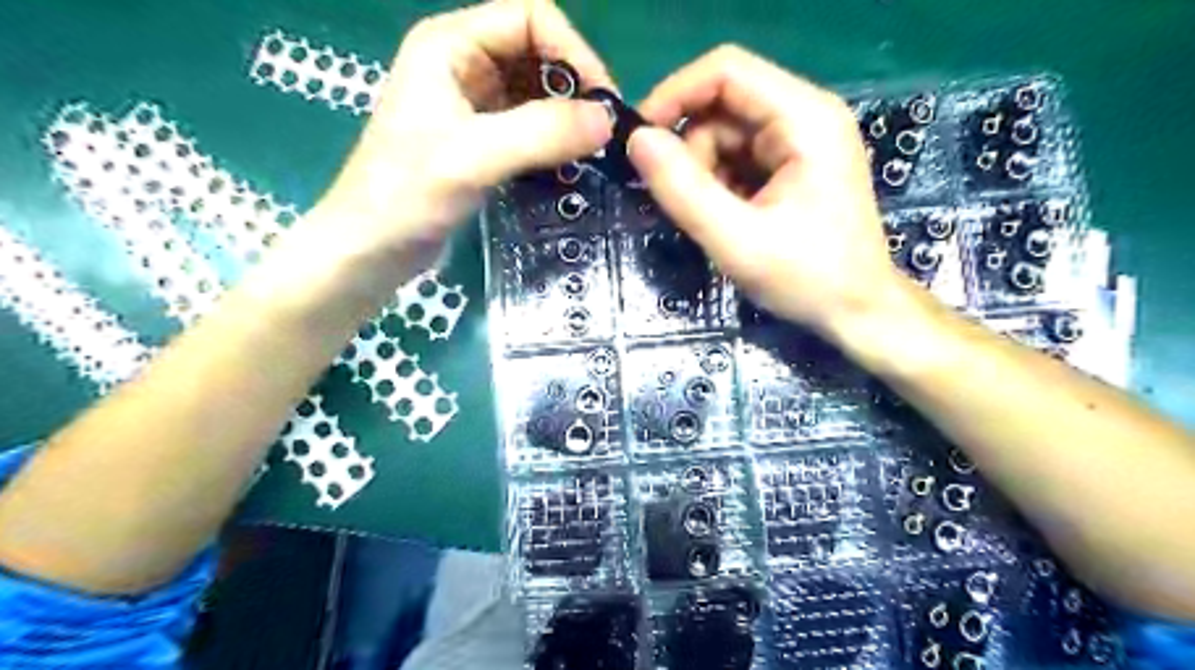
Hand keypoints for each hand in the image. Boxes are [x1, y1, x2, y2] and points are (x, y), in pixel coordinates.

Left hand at [307, 0, 608, 281]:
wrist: (371, 250)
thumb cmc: (407, 195)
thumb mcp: (474, 157)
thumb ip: (542, 134)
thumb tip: (608, 120)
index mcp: (451, 45)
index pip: (529, 18)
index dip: (572, 52)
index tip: (601, 103)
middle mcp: (463, 65)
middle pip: (537, 54)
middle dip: (574, 89)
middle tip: (602, 135)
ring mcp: (471, 105)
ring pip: (536, 94)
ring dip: (566, 119)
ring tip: (591, 154)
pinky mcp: (480, 141)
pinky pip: (529, 127)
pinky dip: (552, 143)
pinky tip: (567, 167)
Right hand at [629, 43, 900, 338]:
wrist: (856, 311)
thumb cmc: (808, 278)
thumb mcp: (737, 240)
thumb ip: (684, 190)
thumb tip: (637, 141)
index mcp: (804, 118)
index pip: (726, 71)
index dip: (675, 95)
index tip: (640, 141)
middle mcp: (805, 116)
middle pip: (722, 106)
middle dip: (691, 152)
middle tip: (685, 202)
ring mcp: (799, 141)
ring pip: (724, 135)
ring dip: (704, 175)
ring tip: (715, 221)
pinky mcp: (791, 165)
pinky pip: (736, 158)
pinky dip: (719, 186)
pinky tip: (729, 219)